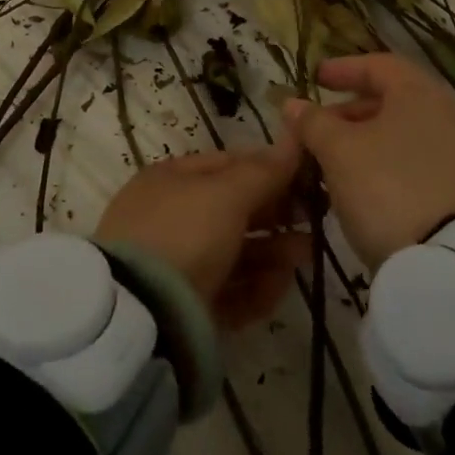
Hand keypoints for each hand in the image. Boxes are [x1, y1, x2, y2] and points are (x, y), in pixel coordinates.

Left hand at [95, 132, 310, 329]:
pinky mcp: (186, 308)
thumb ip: (263, 171)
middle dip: (275, 213)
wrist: (140, 315)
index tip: (305, 177)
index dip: (267, 168)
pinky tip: (280, 287)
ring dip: (273, 252)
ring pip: (234, 253)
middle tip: (314, 219)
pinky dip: (256, 288)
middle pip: (232, 211)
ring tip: (305, 255)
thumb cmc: (184, 233)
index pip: (226, 165)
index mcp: (170, 180)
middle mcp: (170, 218)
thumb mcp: (226, 194)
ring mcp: (176, 265)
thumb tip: (293, 139)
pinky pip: (228, 291)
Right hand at [285, 52, 454, 273]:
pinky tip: (360, 183)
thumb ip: (313, 122)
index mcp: (420, 93)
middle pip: (392, 99)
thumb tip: (293, 104)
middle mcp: (446, 115)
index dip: (344, 69)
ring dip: (364, 138)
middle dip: (350, 109)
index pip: (379, 65)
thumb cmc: (385, 187)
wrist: (444, 264)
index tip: (315, 79)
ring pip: (402, 131)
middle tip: (319, 125)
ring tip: (332, 157)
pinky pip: (415, 158)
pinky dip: (385, 159)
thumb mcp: (338, 150)